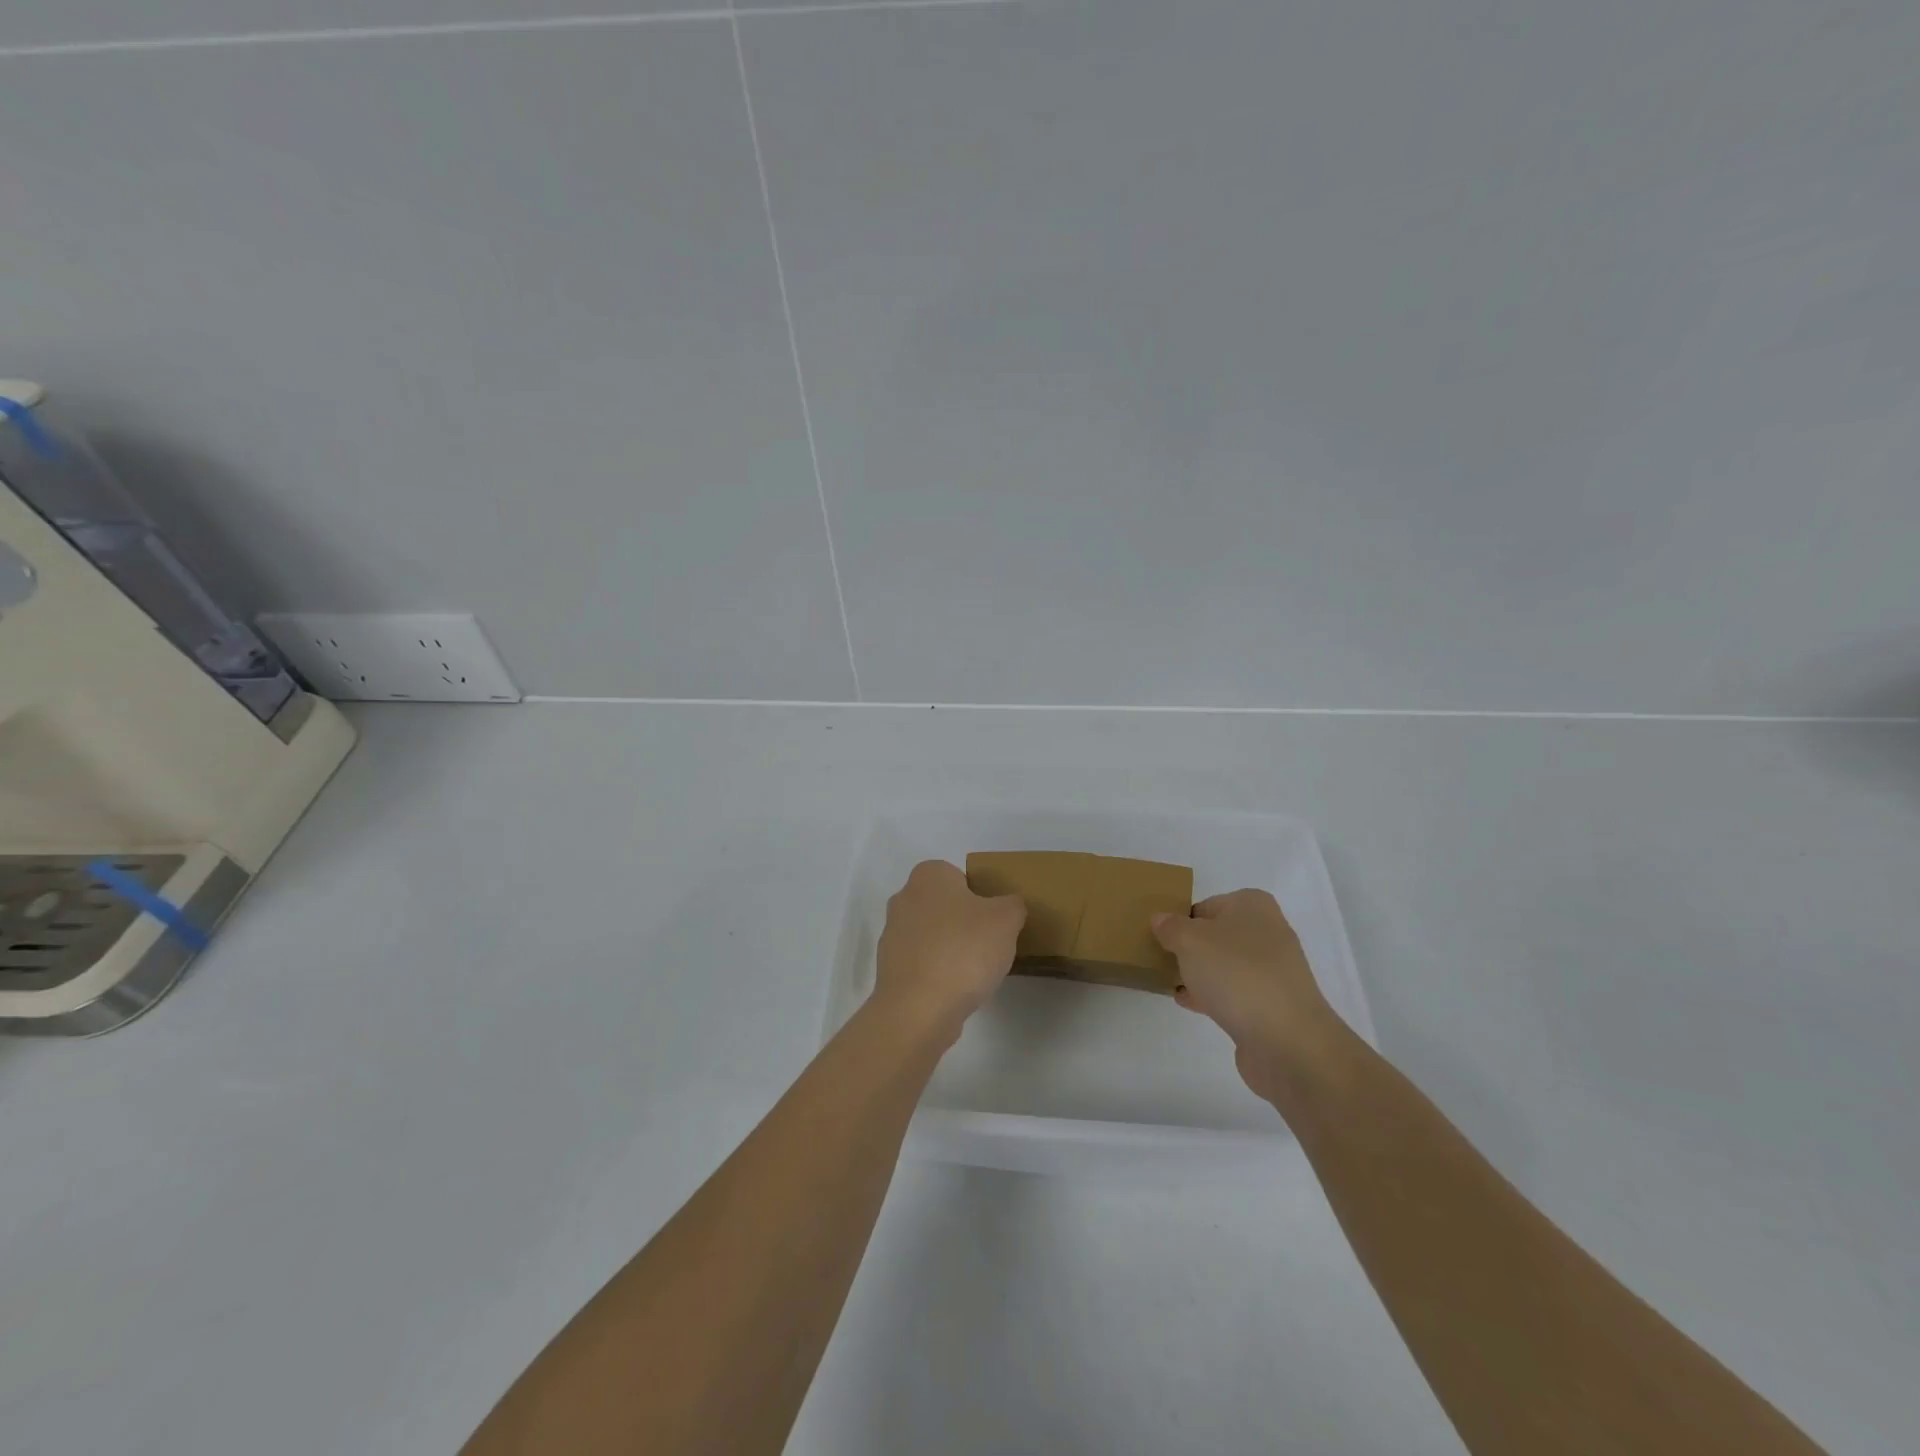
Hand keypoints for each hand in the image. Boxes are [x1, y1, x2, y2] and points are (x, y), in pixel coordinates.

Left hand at [873, 861, 1025, 1039]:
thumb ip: (1013, 904)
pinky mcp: (889, 969)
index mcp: (928, 875)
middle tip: (989, 943)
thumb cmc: (964, 950)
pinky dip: (938, 972)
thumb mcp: (1006, 919)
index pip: (958, 876)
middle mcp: (903, 898)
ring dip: (951, 948)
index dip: (980, 895)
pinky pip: (922, 963)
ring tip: (975, 971)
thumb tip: (1008, 907)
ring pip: (932, 935)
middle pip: (944, 906)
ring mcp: (892, 935)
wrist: (919, 1008)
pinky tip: (955, 989)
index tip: (994, 920)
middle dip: (964, 922)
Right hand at [1151, 890, 1342, 1103]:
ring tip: (1168, 981)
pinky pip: (1233, 992)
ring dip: (1198, 972)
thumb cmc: (1237, 975)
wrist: (1287, 1041)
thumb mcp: (1190, 941)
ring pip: (1224, 965)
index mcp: (1252, 906)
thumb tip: (1161, 920)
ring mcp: (1272, 971)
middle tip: (1161, 958)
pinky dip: (1211, 995)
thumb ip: (1171, 927)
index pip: (1205, 905)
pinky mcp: (1271, 1004)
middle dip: (1189, 947)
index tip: (1159, 938)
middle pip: (1216, 935)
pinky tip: (1187, 1002)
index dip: (1180, 920)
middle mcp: (1267, 932)